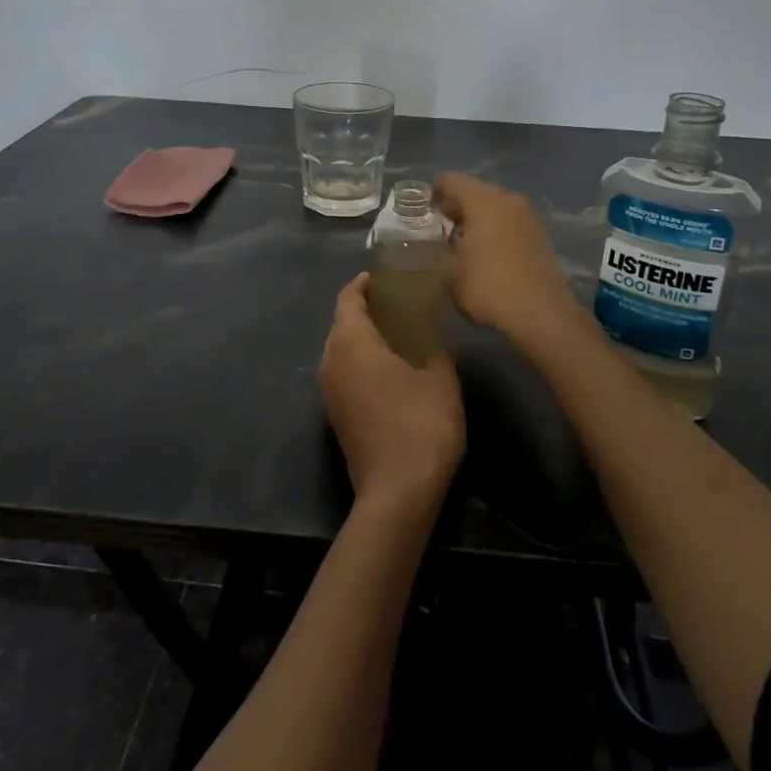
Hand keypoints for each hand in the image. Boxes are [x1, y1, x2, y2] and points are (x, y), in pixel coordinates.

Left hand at [318, 274, 464, 514]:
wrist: (397, 492)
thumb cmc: (421, 425)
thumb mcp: (441, 380)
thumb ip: (435, 351)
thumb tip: (431, 343)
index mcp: (352, 344)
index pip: (347, 300)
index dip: (361, 285)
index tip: (380, 278)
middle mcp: (331, 363)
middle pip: (340, 324)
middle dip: (361, 310)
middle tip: (393, 304)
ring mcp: (329, 393)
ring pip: (338, 351)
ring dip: (359, 338)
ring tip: (392, 334)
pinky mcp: (335, 416)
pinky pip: (342, 374)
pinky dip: (358, 362)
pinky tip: (386, 370)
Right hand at [433, 172, 584, 343]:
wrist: (542, 313)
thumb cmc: (489, 287)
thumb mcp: (450, 274)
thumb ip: (441, 252)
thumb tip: (442, 246)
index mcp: (483, 200)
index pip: (451, 180)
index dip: (434, 192)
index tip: (423, 211)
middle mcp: (508, 199)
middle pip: (475, 191)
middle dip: (456, 207)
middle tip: (439, 228)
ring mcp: (528, 216)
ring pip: (495, 207)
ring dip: (477, 219)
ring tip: (461, 244)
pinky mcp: (540, 235)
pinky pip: (510, 223)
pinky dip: (495, 231)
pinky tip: (486, 254)